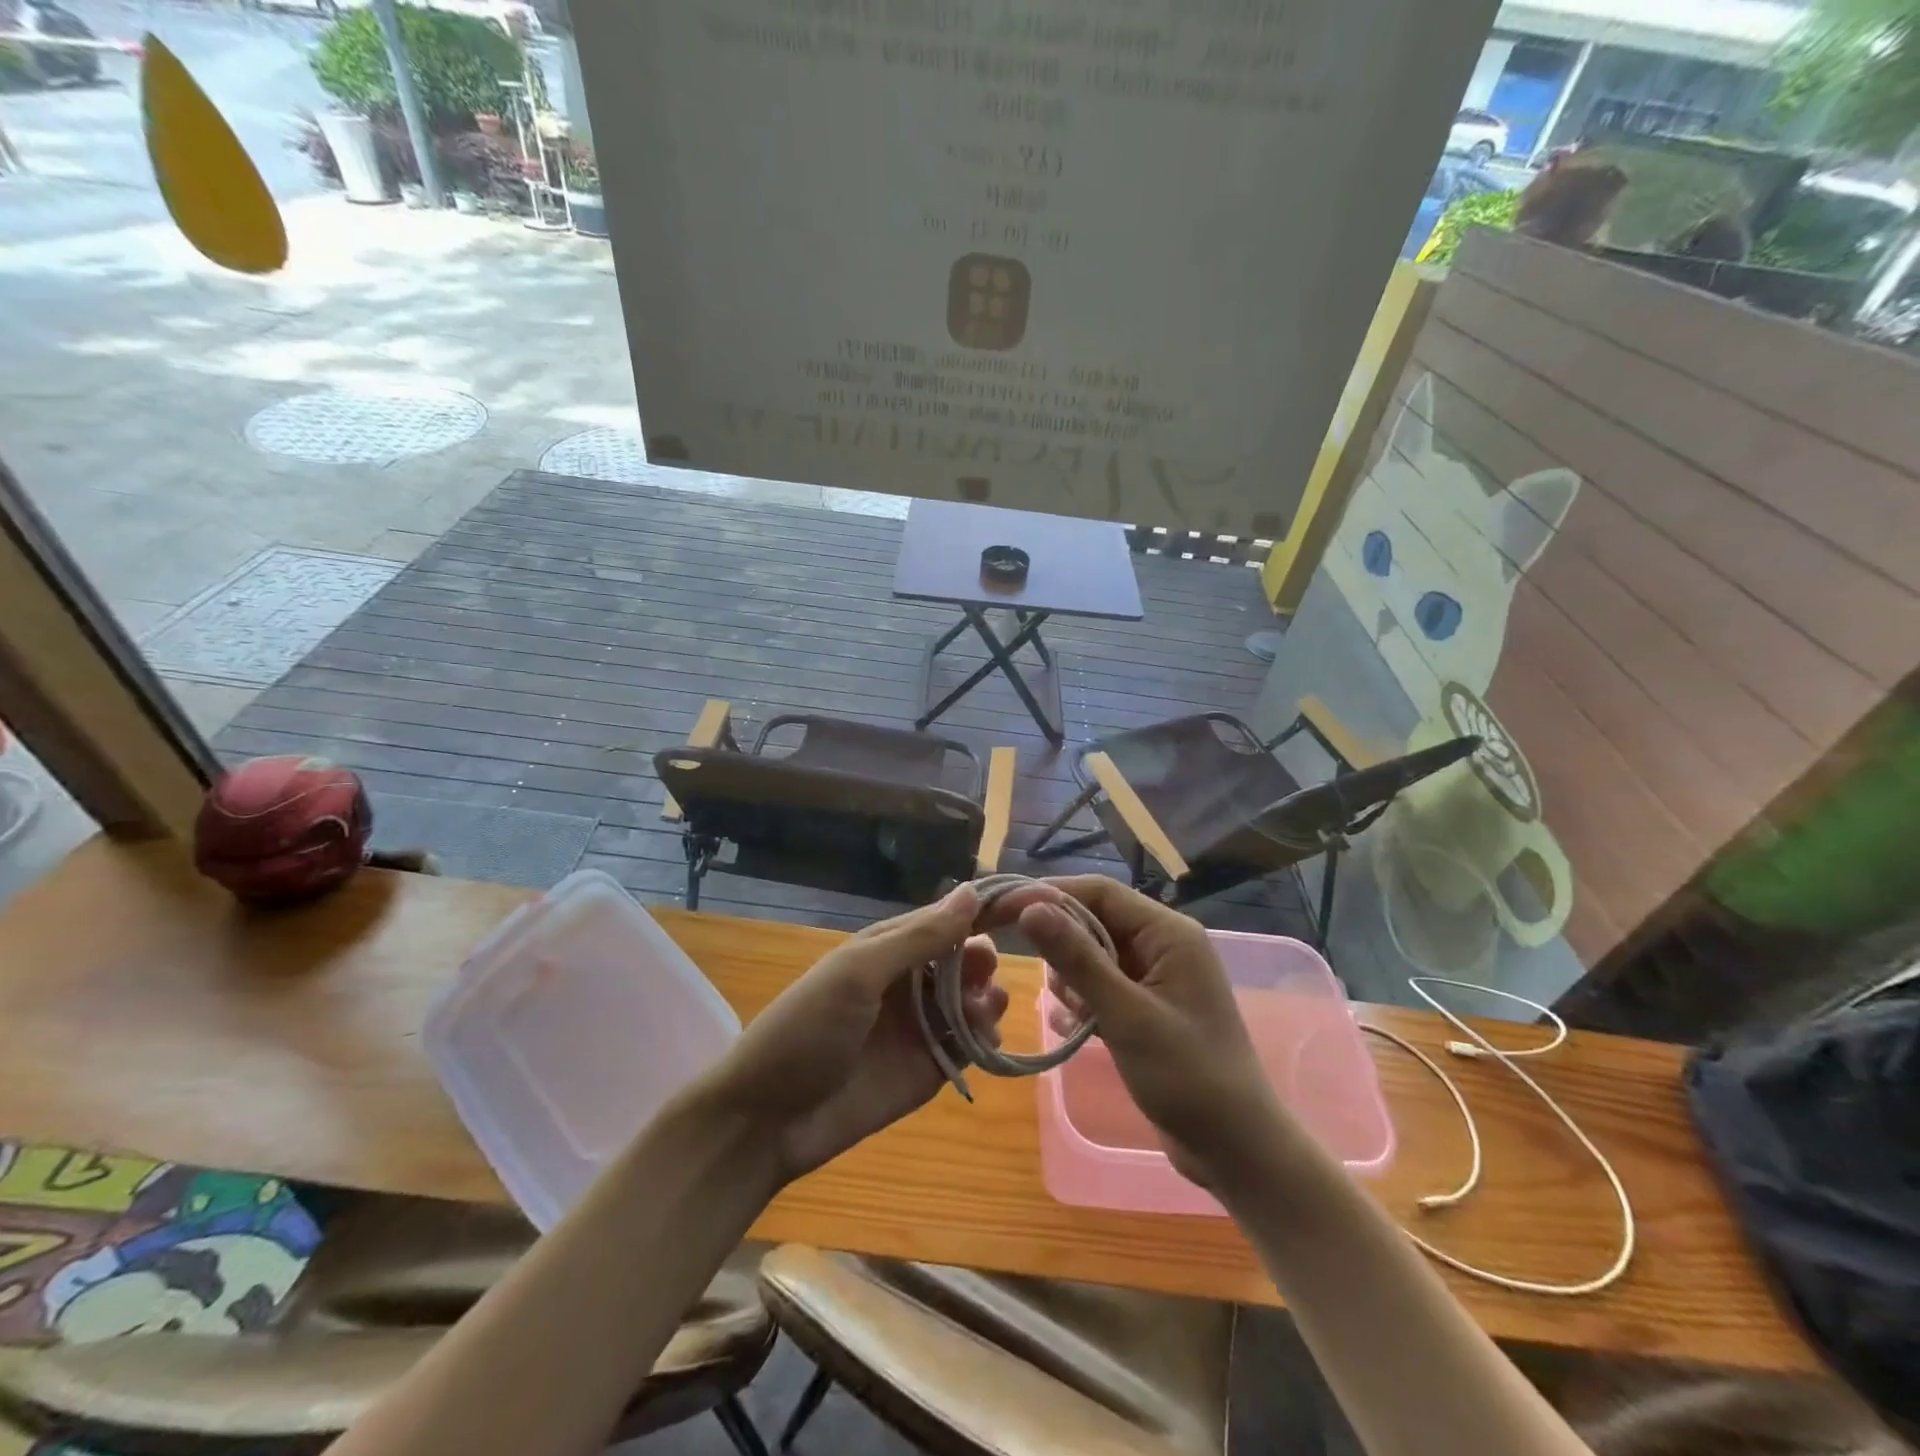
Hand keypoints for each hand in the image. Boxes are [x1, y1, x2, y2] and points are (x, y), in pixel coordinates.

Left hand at [702, 884, 1006, 1183]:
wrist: (767, 1120)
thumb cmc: (805, 1030)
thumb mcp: (858, 974)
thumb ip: (917, 937)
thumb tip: (969, 890)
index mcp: (886, 949)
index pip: (943, 919)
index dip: (980, 911)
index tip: (1024, 906)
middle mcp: (908, 983)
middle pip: (962, 960)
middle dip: (981, 959)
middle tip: (986, 972)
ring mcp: (919, 1027)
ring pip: (970, 1002)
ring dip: (986, 998)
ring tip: (985, 1008)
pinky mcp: (928, 1070)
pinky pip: (967, 1046)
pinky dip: (984, 1038)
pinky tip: (986, 1037)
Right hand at [991, 876, 1280, 1189]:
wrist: (1236, 1151)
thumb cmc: (1188, 1078)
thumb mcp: (1126, 1015)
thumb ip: (1078, 959)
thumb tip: (1030, 908)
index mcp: (1168, 933)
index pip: (1098, 892)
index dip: (1048, 896)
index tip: (1001, 911)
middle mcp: (1161, 945)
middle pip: (1093, 921)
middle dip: (1060, 945)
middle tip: (1035, 976)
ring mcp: (1154, 977)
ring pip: (1091, 955)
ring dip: (1071, 980)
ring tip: (1076, 1016)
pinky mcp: (1145, 1007)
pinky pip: (1100, 986)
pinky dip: (1082, 1002)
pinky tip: (1075, 1030)